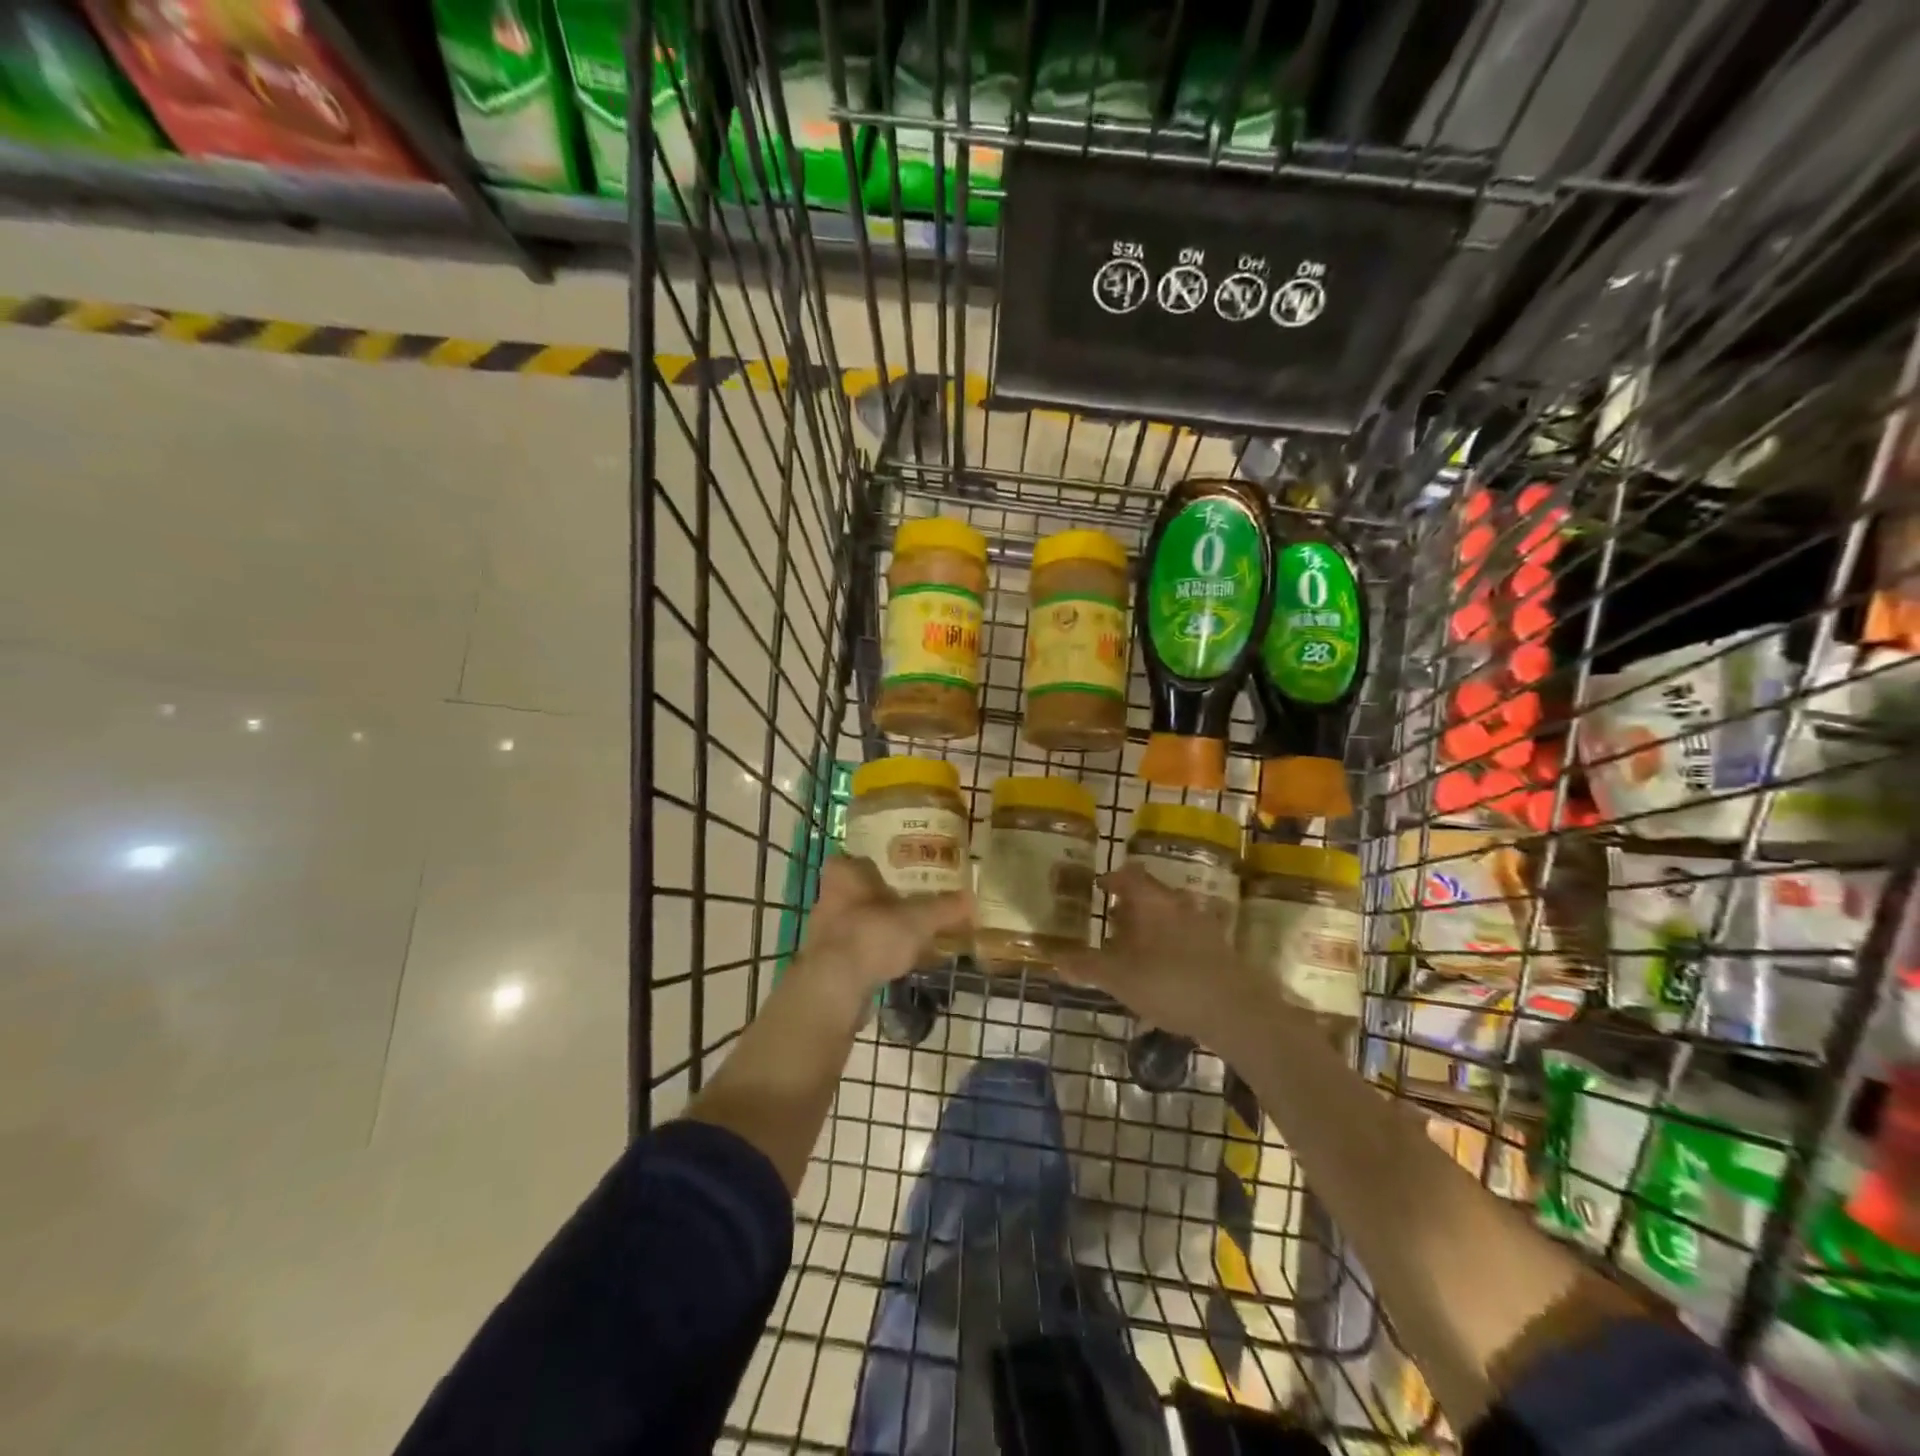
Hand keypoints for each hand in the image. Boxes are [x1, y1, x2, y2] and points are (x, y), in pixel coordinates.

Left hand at [796, 855, 969, 1008]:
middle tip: (909, 901)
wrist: (833, 989)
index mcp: (844, 876)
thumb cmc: (872, 936)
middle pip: (855, 892)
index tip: (893, 870)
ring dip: (876, 928)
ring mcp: (824, 934)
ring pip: (854, 922)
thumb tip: (972, 899)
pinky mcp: (826, 965)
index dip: (870, 863)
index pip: (851, 859)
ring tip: (908, 935)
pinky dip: (872, 955)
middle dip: (879, 898)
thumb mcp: (918, 920)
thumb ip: (944, 908)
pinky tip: (895, 964)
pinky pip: (854, 952)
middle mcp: (828, 899)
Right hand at [1057, 862, 1278, 1049]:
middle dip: (1130, 906)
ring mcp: (1204, 925)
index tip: (1098, 888)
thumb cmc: (1169, 984)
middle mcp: (1179, 904)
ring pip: (1172, 916)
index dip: (1111, 879)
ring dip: (1153, 926)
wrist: (1236, 1012)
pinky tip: (1164, 972)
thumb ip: (1086, 966)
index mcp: (1152, 901)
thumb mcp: (1118, 978)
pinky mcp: (1221, 949)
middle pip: (1152, 894)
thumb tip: (1054, 957)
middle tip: (1112, 923)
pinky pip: (1188, 937)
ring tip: (1136, 950)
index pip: (1129, 875)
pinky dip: (1172, 946)